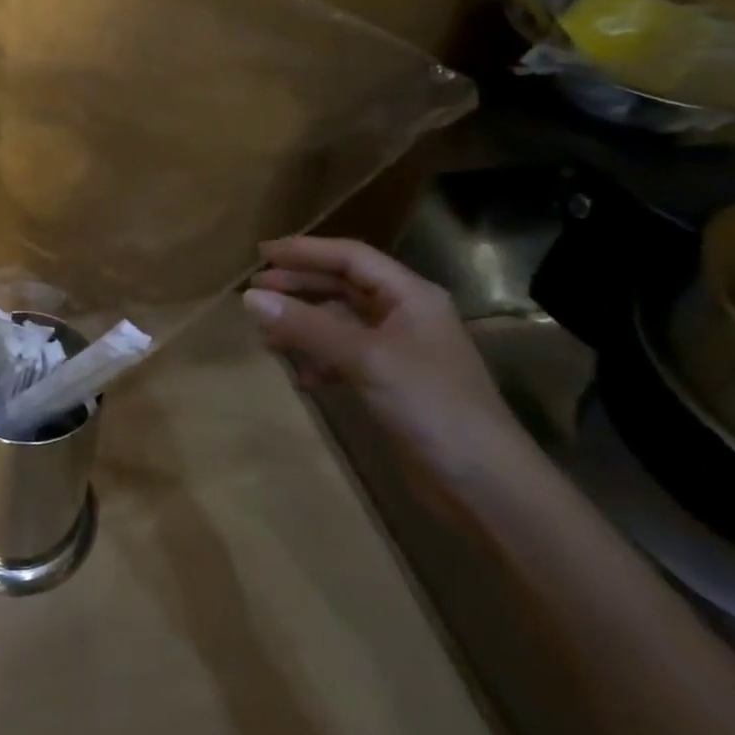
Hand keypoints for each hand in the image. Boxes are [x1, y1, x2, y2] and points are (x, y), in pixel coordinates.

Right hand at [241, 235, 533, 472]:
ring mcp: (400, 351)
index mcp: (410, 295)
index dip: (305, 251)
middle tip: (254, 290)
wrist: (484, 484)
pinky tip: (300, 377)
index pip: (350, 257)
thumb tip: (250, 298)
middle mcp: (406, 315)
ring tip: (265, 334)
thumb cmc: (430, 405)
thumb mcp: (365, 358)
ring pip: (341, 323)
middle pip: (343, 286)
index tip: (261, 254)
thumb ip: (307, 325)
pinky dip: (319, 360)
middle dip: (299, 286)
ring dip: (304, 325)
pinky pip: (345, 357)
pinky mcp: (392, 384)